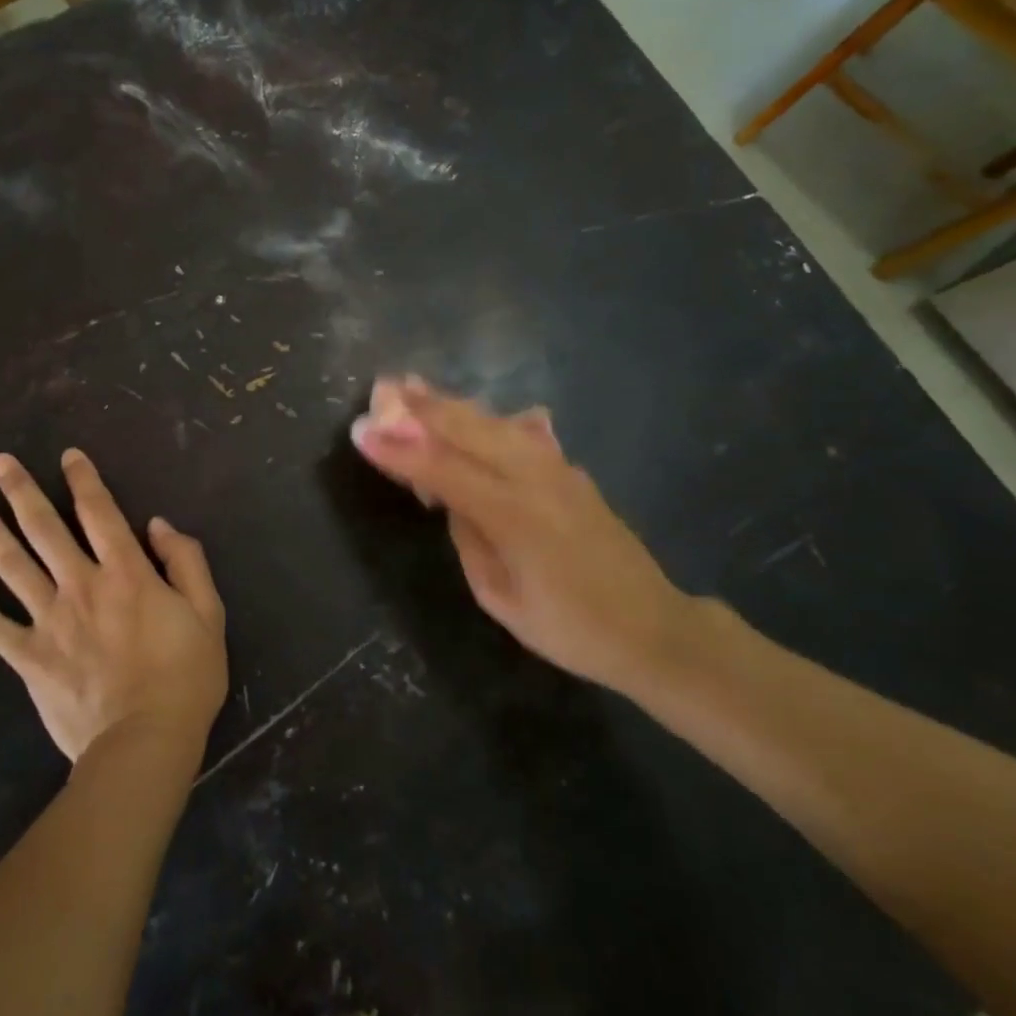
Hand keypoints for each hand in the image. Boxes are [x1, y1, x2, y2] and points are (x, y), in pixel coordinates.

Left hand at [0, 448, 228, 765]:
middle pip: (44, 528)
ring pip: (11, 565)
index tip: (67, 455)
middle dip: (21, 490)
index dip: (83, 479)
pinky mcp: (28, 656)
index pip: (100, 512)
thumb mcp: (208, 613)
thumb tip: (157, 524)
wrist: (146, 742)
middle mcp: (81, 585)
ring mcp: (49, 620)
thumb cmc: (185, 676)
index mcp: (126, 572)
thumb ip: (186, 562)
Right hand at [350, 378, 697, 689]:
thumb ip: (471, 539)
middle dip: (423, 408)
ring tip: (417, 388)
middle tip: (384, 388)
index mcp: (515, 517)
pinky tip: (470, 413)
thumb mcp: (501, 598)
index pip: (444, 470)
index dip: (400, 449)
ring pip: (495, 423)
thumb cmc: (570, 628)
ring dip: (453, 404)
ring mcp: (559, 470)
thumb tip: (452, 499)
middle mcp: (537, 480)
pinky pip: (519, 434)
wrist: (652, 628)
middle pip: (471, 430)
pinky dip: (485, 420)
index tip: (363, 432)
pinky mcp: (571, 471)